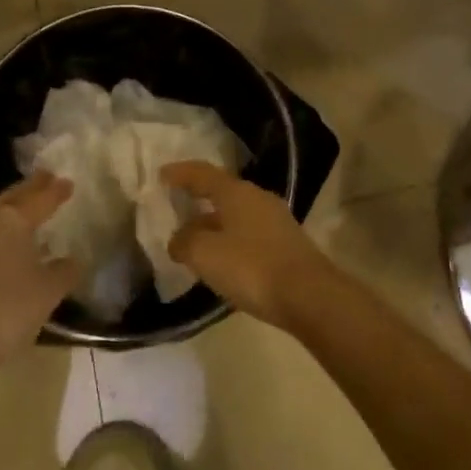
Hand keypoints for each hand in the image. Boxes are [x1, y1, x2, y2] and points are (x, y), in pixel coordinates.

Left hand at [0, 173, 77, 373]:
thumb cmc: (4, 309)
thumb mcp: (47, 292)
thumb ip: (65, 271)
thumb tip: (74, 260)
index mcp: (11, 218)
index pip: (40, 197)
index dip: (56, 190)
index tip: (68, 181)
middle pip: (13, 197)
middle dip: (31, 188)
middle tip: (47, 179)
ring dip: (12, 208)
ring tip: (29, 208)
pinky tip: (5, 242)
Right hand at [161, 161, 332, 330]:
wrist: (309, 296)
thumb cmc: (252, 268)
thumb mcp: (206, 254)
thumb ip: (185, 242)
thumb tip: (179, 239)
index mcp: (236, 192)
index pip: (203, 173)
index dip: (180, 173)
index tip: (161, 174)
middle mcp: (258, 198)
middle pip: (222, 192)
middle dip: (198, 199)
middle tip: (176, 208)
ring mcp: (276, 221)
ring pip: (236, 215)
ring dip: (214, 224)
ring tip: (194, 240)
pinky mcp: (286, 244)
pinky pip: (249, 234)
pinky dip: (230, 241)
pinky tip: (222, 260)